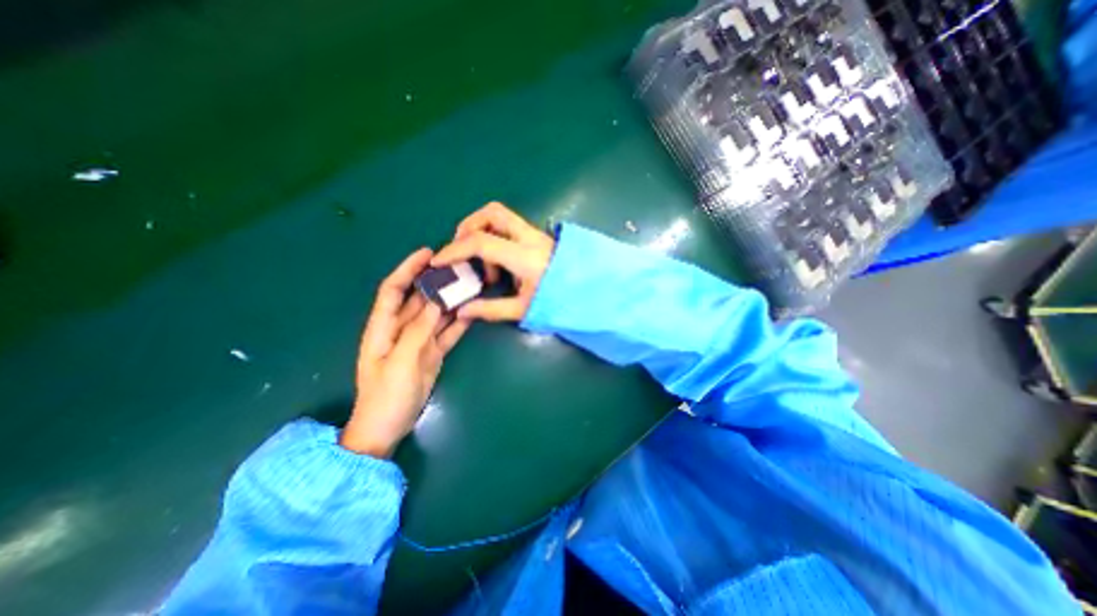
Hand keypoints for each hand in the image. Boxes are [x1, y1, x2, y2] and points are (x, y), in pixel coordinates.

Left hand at [341, 246, 471, 456]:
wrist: (388, 427)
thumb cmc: (386, 396)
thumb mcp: (400, 362)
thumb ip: (418, 330)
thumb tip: (438, 301)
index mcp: (383, 327)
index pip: (394, 289)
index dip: (408, 269)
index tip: (428, 253)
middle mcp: (401, 329)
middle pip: (419, 299)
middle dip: (436, 282)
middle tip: (459, 267)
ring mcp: (419, 341)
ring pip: (437, 314)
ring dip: (451, 300)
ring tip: (471, 284)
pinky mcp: (433, 352)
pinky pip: (447, 332)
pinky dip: (459, 322)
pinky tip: (473, 311)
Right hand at [426, 205, 547, 324]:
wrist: (588, 291)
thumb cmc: (559, 300)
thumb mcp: (524, 308)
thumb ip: (492, 309)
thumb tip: (462, 310)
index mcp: (525, 256)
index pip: (482, 242)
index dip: (455, 250)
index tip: (438, 262)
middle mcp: (529, 237)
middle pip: (493, 212)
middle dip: (469, 226)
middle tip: (460, 250)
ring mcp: (535, 234)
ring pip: (501, 216)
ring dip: (483, 233)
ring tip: (485, 268)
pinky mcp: (538, 237)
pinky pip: (510, 228)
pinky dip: (496, 239)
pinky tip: (500, 267)